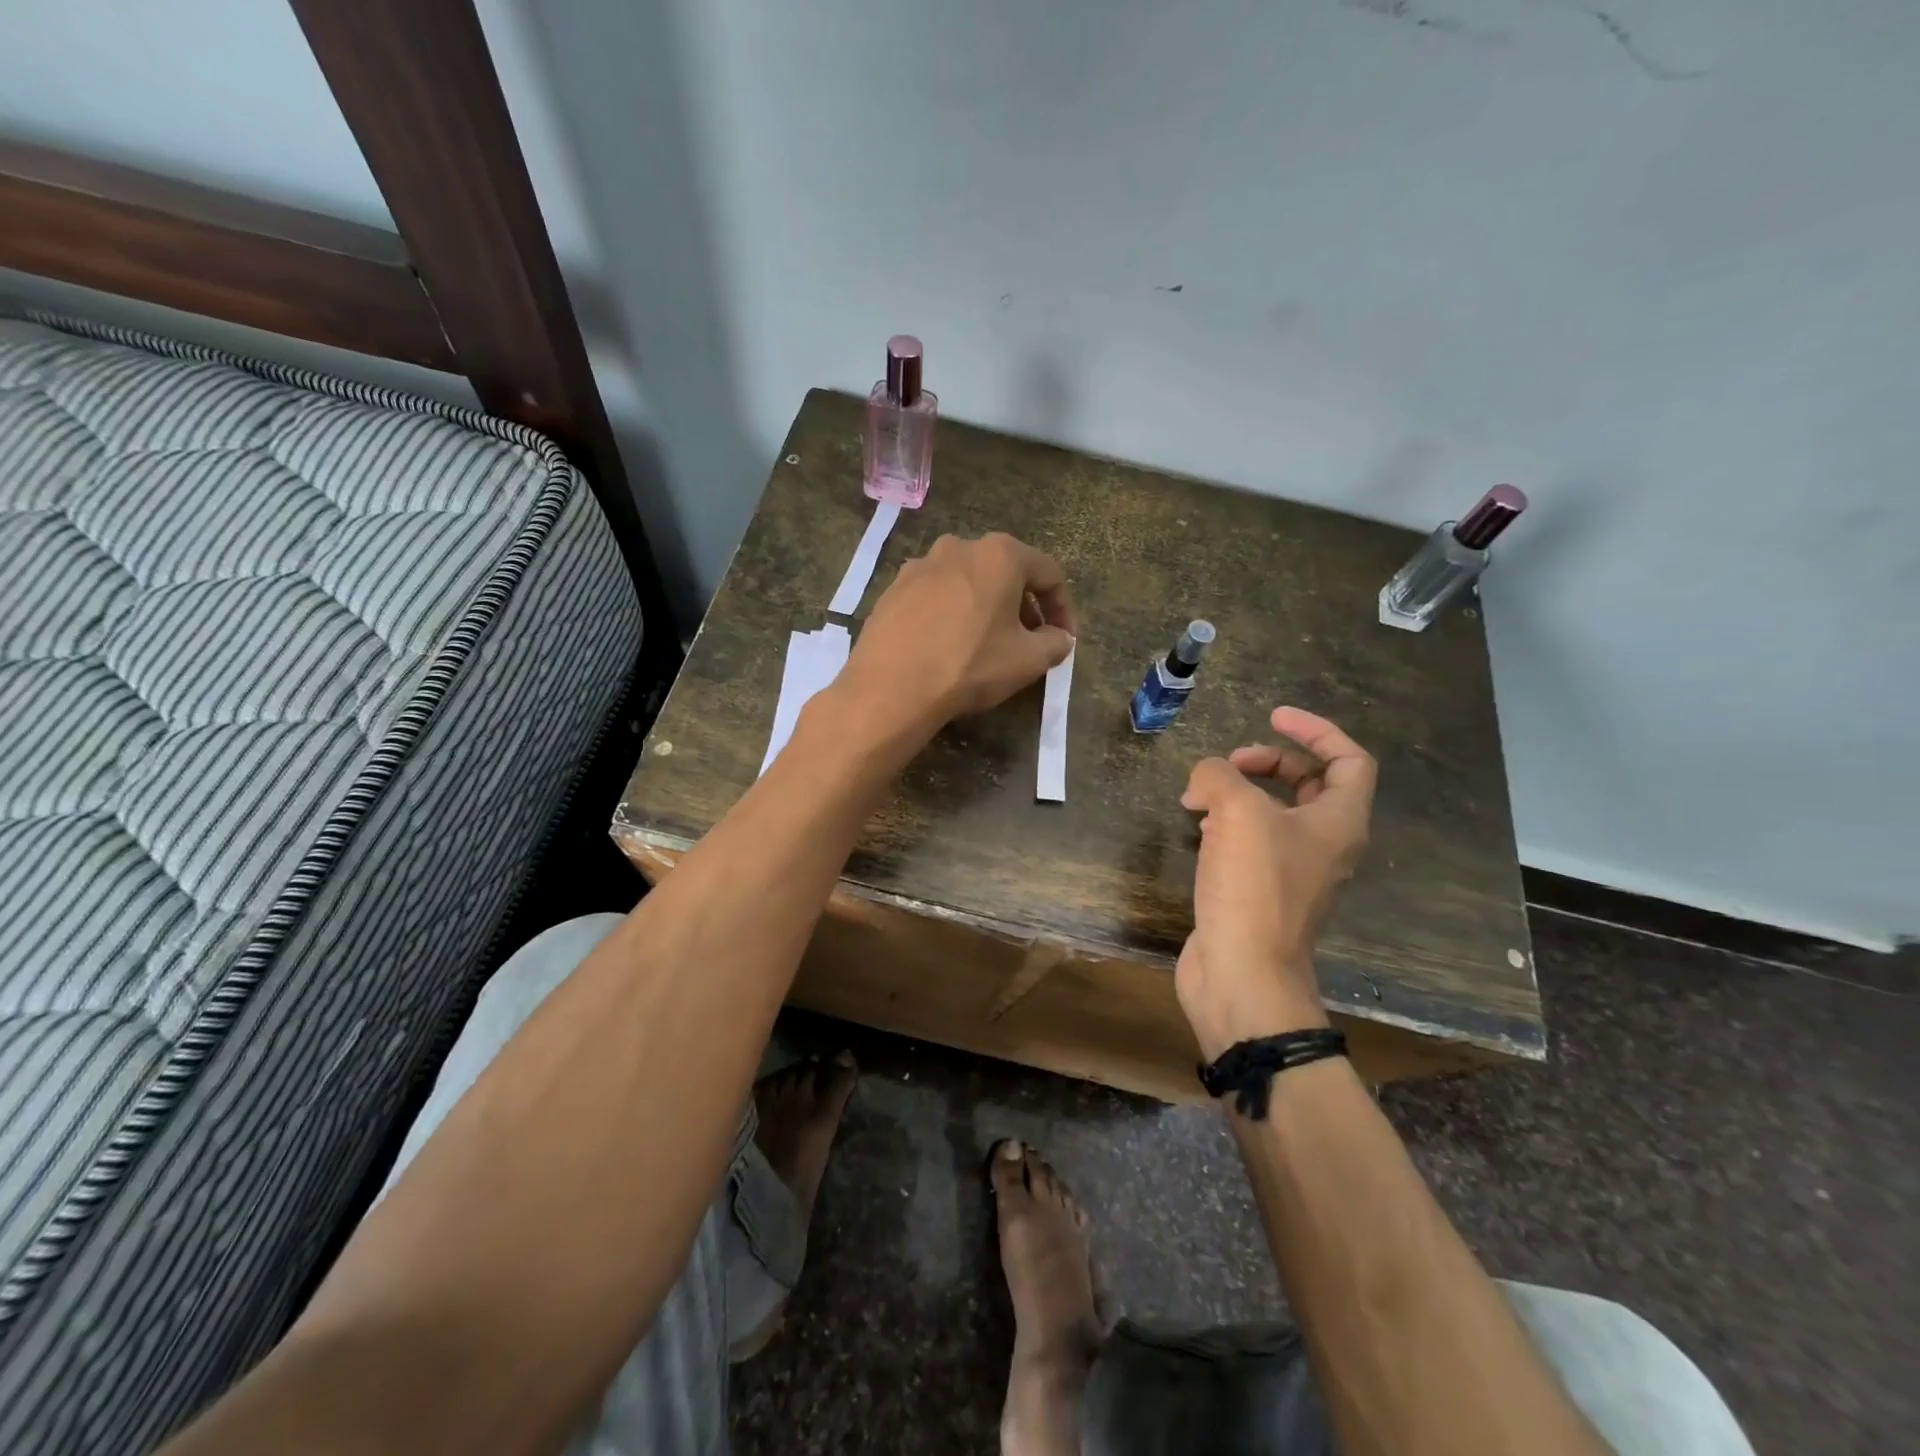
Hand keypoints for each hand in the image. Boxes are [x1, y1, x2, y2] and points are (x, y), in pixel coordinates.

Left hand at [835, 532, 1075, 741]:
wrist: (890, 687)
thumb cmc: (969, 665)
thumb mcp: (1027, 660)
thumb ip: (1055, 643)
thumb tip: (1060, 638)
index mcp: (999, 554)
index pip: (1049, 573)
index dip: (1063, 608)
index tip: (1065, 639)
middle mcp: (958, 547)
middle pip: (1005, 572)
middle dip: (1023, 606)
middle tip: (1030, 641)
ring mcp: (919, 566)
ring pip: (967, 583)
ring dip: (985, 608)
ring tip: (988, 643)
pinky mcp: (892, 590)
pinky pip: (934, 597)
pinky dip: (951, 614)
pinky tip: (948, 645)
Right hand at [1176, 707, 1377, 1058]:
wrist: (1242, 972)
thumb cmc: (1254, 888)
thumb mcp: (1237, 813)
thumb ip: (1219, 776)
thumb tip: (1205, 779)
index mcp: (1339, 822)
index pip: (1348, 760)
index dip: (1316, 730)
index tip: (1273, 717)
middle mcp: (1325, 845)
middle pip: (1310, 784)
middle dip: (1270, 762)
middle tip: (1229, 764)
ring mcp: (1294, 871)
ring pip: (1276, 813)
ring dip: (1242, 793)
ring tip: (1200, 796)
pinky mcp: (1262, 892)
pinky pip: (1251, 841)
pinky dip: (1228, 824)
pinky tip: (1198, 828)